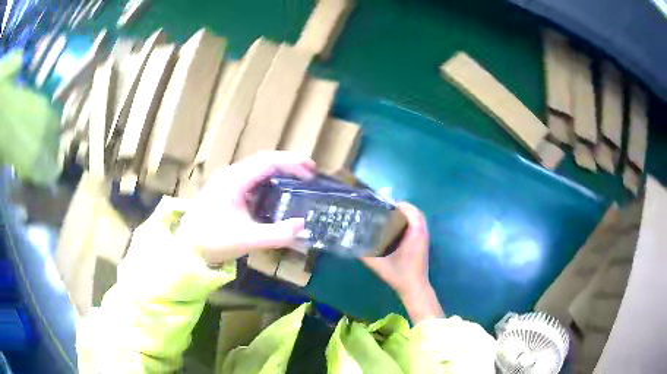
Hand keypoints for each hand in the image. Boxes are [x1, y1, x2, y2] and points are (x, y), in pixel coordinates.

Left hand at [177, 151, 315, 264]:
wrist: (186, 247)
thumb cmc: (213, 240)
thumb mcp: (247, 239)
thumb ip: (277, 234)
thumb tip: (303, 225)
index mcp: (235, 180)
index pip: (268, 161)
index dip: (292, 163)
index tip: (311, 171)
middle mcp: (231, 174)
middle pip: (263, 160)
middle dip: (288, 164)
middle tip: (309, 173)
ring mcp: (226, 181)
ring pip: (257, 168)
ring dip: (278, 171)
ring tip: (297, 180)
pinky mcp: (225, 190)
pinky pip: (251, 178)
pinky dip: (268, 181)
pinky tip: (275, 193)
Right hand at [362, 203, 443, 322]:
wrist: (415, 288)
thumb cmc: (400, 275)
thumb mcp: (380, 265)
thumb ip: (365, 254)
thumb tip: (351, 242)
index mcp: (415, 234)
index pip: (411, 211)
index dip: (399, 205)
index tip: (385, 204)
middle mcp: (422, 233)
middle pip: (416, 213)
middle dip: (403, 207)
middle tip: (386, 208)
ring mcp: (424, 239)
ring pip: (419, 219)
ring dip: (407, 214)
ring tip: (391, 215)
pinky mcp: (423, 244)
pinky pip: (419, 226)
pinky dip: (410, 222)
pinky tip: (398, 228)